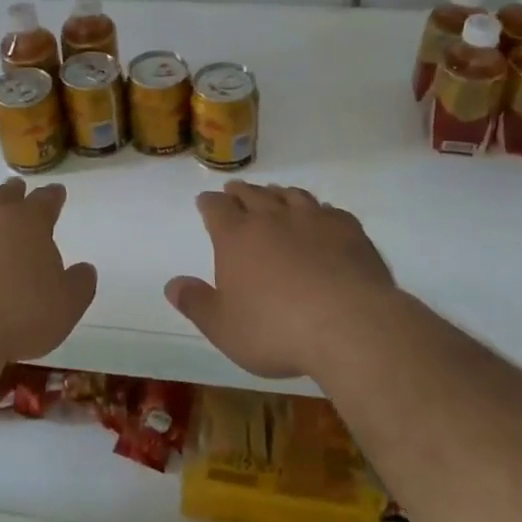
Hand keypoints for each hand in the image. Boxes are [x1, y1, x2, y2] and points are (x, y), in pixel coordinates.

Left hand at [0, 178, 96, 362]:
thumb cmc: (18, 318)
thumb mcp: (66, 307)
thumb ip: (79, 284)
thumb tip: (84, 269)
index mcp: (28, 222)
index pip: (46, 199)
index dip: (53, 196)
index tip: (56, 194)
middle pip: (3, 195)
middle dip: (13, 194)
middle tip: (16, 194)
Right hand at [166, 182, 396, 378]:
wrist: (349, 324)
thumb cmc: (276, 330)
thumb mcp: (224, 327)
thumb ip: (196, 303)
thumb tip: (172, 284)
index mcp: (236, 237)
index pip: (216, 208)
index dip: (208, 204)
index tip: (205, 201)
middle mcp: (272, 218)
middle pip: (252, 194)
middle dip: (240, 192)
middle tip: (234, 190)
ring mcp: (312, 219)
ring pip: (290, 196)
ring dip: (277, 194)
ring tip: (274, 195)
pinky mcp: (347, 229)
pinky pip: (329, 210)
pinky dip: (319, 210)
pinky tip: (322, 216)